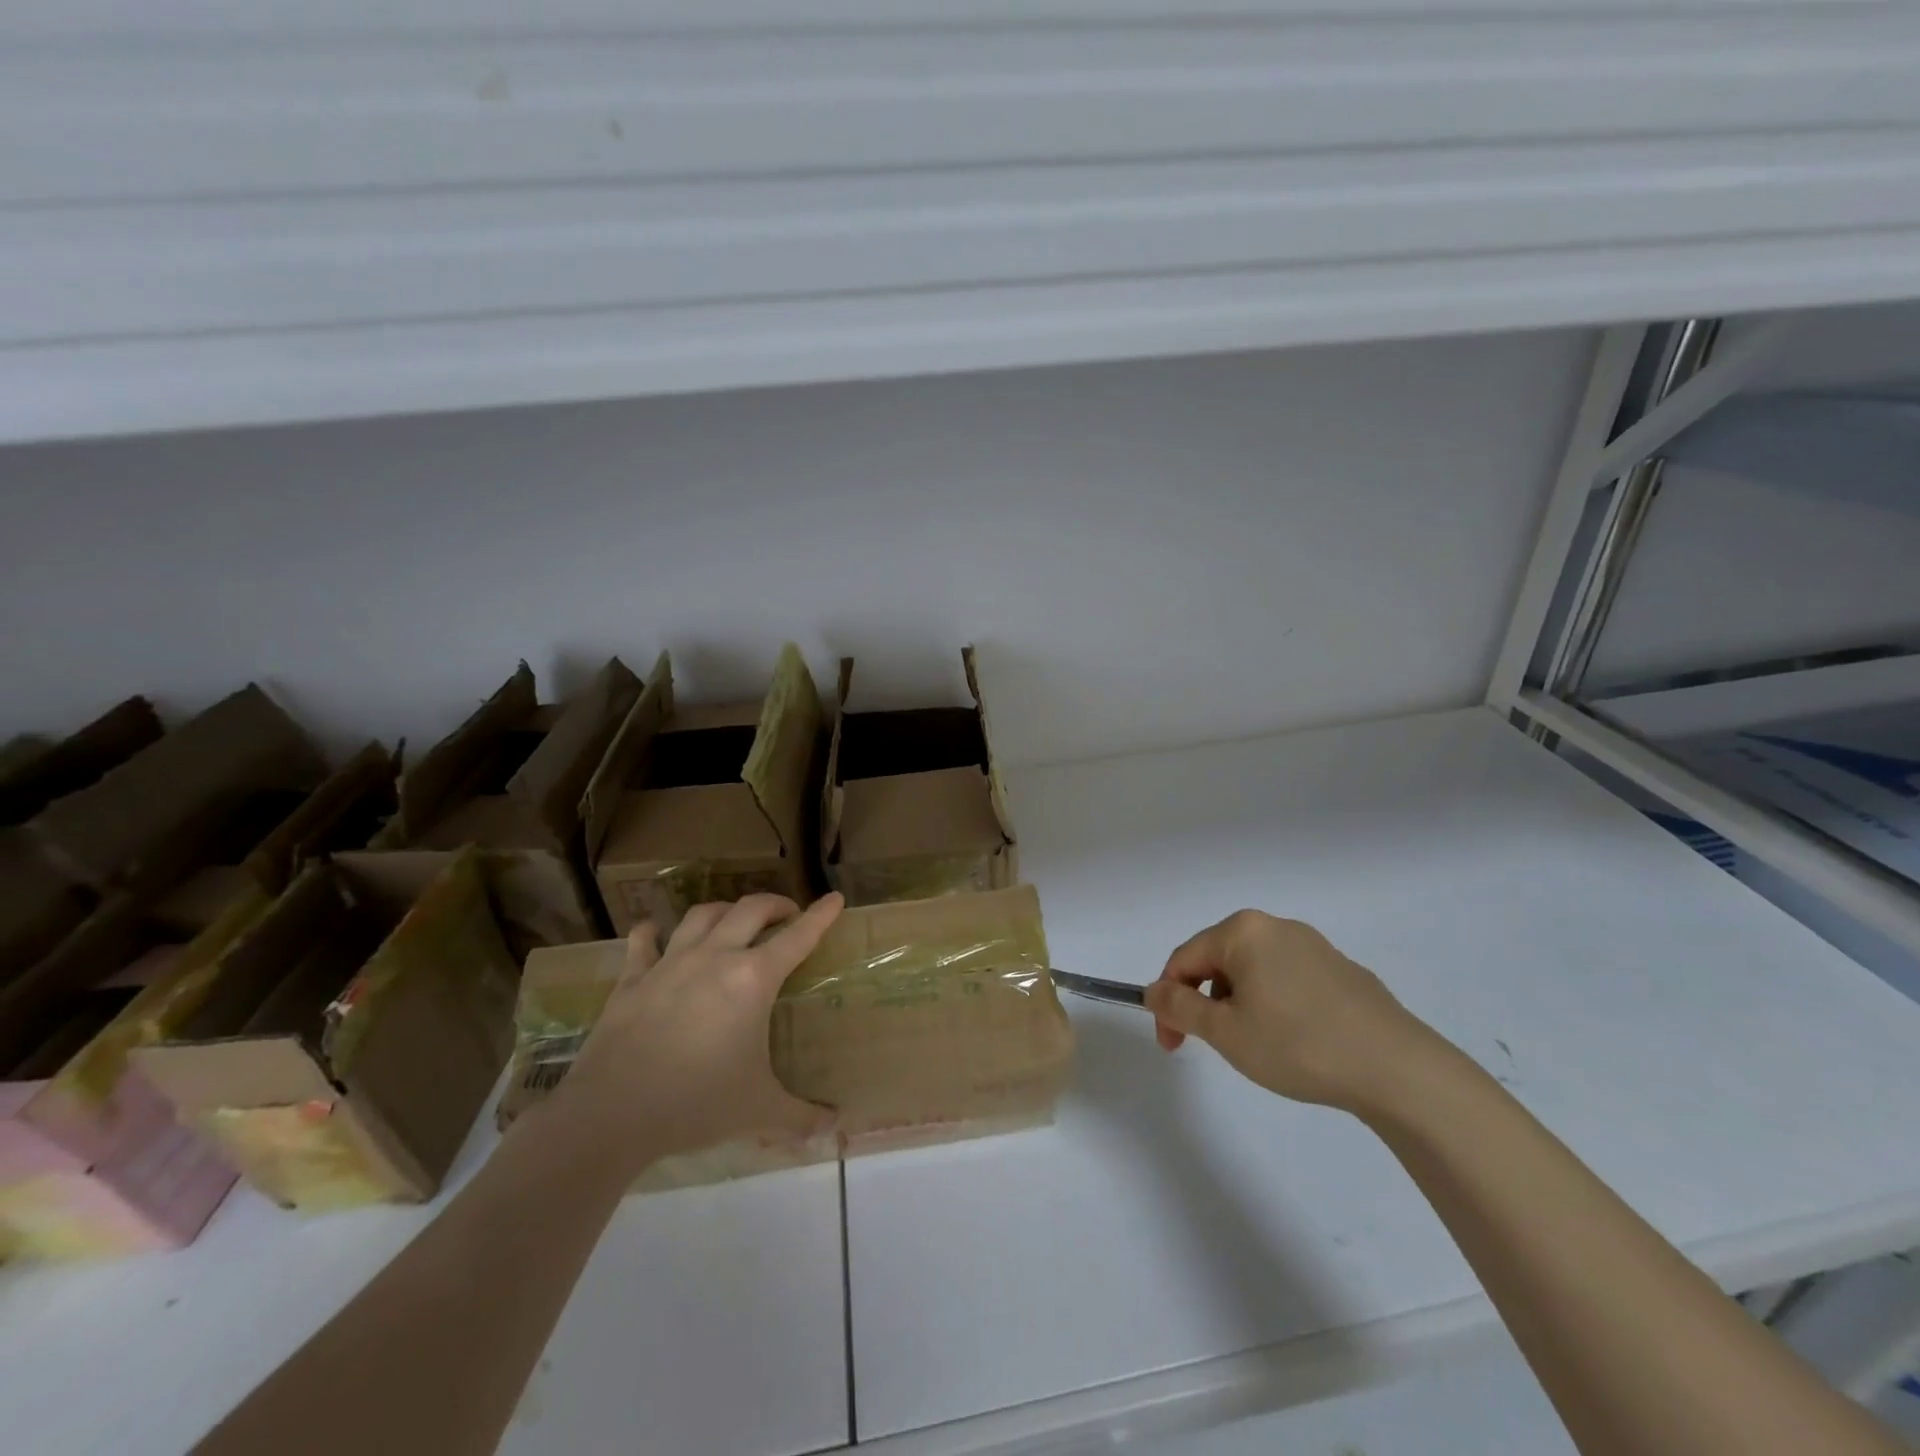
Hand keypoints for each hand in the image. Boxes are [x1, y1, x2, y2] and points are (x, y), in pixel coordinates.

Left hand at [551, 893, 843, 1171]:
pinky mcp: (632, 979)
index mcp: (753, 979)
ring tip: (734, 920)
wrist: (611, 1114)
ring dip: (725, 910)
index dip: (821, 915)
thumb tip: (835, 1128)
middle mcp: (715, 957)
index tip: (835, 897)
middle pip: (751, 909)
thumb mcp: (758, 1110)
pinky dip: (653, 931)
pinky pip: (644, 941)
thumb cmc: (696, 1103)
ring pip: (703, 914)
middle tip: (787, 914)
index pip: (798, 936)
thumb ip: (801, 1116)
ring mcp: (670, 963)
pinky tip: (656, 932)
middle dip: (775, 904)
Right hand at [1143, 910, 1433, 1112]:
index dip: (1168, 1001)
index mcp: (1243, 931)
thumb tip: (1154, 991)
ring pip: (1254, 971)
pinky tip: (1295, 1041)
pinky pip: (1288, 980)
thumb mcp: (1226, 1032)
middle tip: (1212, 1046)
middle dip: (1205, 1002)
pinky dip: (1275, 1005)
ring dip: (1239, 1004)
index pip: (1184, 959)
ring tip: (1257, 1046)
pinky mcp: (1341, 970)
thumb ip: (1180, 1008)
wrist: (1397, 1069)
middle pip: (1219, 960)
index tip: (1172, 1044)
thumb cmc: (1298, 1044)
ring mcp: (1313, 946)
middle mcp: (1276, 927)